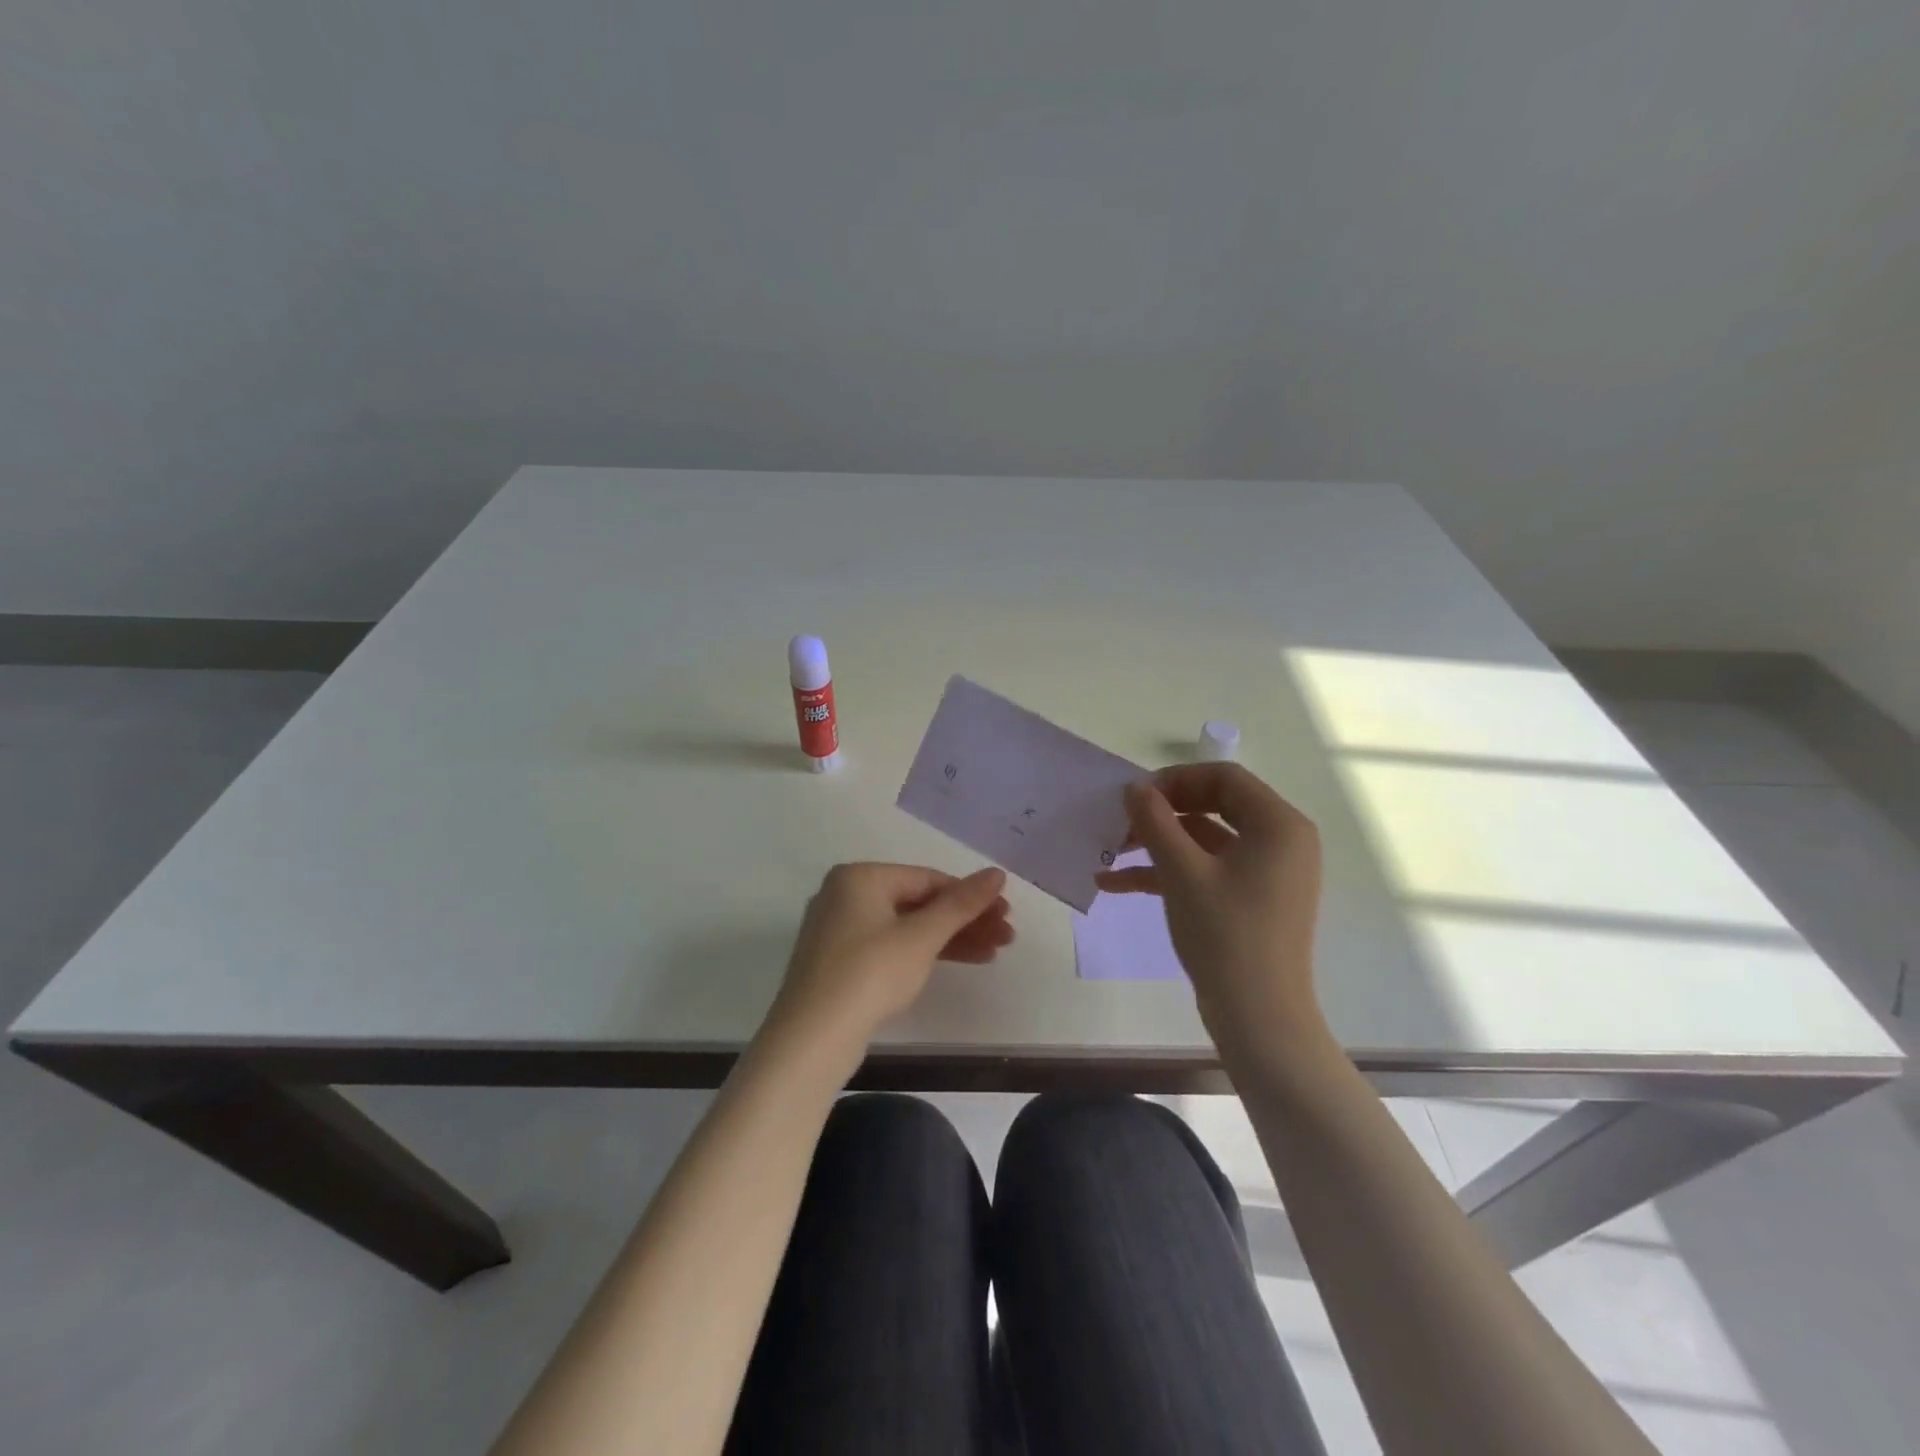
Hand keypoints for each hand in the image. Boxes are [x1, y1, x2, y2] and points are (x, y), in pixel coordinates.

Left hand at [768, 863, 1012, 1054]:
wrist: (811, 1039)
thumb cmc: (870, 974)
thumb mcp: (921, 937)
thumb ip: (961, 903)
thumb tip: (997, 873)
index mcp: (860, 876)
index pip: (928, 878)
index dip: (970, 896)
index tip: (1006, 914)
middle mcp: (846, 894)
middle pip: (918, 901)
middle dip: (964, 920)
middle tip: (1005, 937)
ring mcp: (840, 930)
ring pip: (906, 926)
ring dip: (950, 938)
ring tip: (992, 954)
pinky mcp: (840, 962)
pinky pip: (891, 946)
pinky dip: (923, 953)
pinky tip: (957, 963)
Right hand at [1095, 763, 1325, 1063]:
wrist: (1258, 1018)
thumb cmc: (1226, 935)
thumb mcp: (1182, 872)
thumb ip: (1156, 822)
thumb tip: (1134, 788)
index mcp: (1278, 825)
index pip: (1224, 778)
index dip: (1175, 780)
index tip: (1134, 796)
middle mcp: (1279, 841)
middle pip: (1213, 805)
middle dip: (1161, 812)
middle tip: (1121, 819)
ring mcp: (1266, 872)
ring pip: (1205, 840)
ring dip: (1157, 842)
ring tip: (1109, 850)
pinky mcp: (1250, 899)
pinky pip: (1207, 869)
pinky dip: (1168, 871)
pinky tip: (1116, 883)